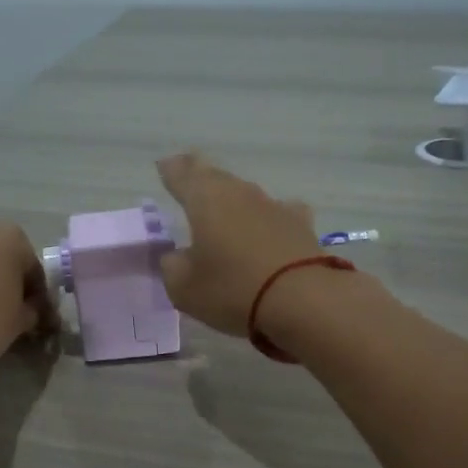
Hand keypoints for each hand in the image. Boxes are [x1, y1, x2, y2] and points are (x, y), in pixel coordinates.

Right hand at [155, 152, 322, 336]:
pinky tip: (269, 226)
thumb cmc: (232, 289)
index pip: (182, 173)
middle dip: (200, 178)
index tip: (163, 166)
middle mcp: (240, 193)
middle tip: (189, 179)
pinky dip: (267, 218)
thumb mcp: (184, 287)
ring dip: (233, 200)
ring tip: (224, 211)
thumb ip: (171, 266)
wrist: (304, 301)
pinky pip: (277, 213)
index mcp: (205, 198)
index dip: (170, 170)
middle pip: (215, 177)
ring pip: (246, 194)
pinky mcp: (301, 225)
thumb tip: (175, 256)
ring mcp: (274, 206)